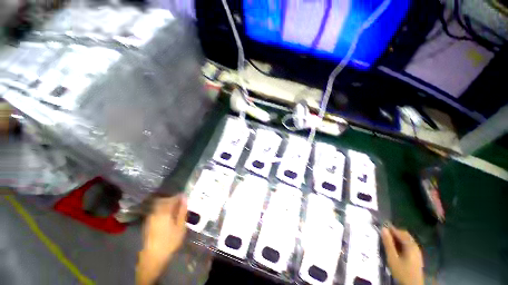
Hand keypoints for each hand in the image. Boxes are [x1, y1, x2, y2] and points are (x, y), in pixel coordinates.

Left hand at [136, 194, 186, 284]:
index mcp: (164, 211)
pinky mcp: (148, 222)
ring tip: (175, 209)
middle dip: (173, 199)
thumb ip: (182, 211)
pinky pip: (156, 210)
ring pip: (159, 205)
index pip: (172, 198)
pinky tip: (167, 216)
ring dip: (167, 204)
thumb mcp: (180, 226)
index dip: (179, 196)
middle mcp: (156, 212)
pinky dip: (163, 210)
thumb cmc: (170, 241)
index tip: (185, 197)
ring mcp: (150, 217)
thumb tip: (184, 199)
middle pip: (164, 200)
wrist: (153, 256)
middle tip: (180, 203)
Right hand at [381, 225, 423, 284]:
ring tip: (388, 241)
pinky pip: (408, 245)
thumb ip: (388, 243)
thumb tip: (383, 229)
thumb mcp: (392, 258)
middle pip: (405, 235)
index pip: (400, 232)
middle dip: (394, 233)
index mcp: (410, 245)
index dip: (390, 228)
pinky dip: (401, 243)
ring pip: (406, 240)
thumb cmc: (402, 271)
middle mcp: (415, 246)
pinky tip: (395, 248)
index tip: (380, 227)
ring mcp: (417, 251)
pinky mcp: (416, 256)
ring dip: (397, 238)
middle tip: (383, 235)